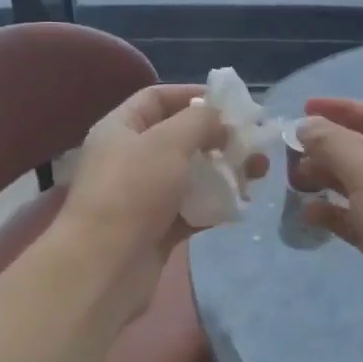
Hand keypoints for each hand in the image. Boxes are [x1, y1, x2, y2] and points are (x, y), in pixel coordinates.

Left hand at [53, 84, 265, 316]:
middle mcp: (129, 158)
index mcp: (120, 129)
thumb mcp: (168, 141)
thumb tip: (220, 120)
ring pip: (190, 175)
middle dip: (217, 137)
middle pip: (178, 138)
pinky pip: (192, 209)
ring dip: (223, 171)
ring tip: (258, 173)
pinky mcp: (157, 230)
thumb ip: (199, 120)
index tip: (230, 102)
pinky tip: (242, 204)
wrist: (104, 267)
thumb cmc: (133, 191)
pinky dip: (215, 205)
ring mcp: (142, 196)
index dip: (192, 94)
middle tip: (252, 142)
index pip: (156, 98)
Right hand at [292, 97, 362, 357]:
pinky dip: (334, 213)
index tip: (304, 109)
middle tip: (292, 153)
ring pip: (358, 186)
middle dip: (329, 149)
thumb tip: (306, 126)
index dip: (342, 110)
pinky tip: (309, 215)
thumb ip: (334, 145)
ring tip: (296, 182)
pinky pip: (356, 219)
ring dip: (327, 180)